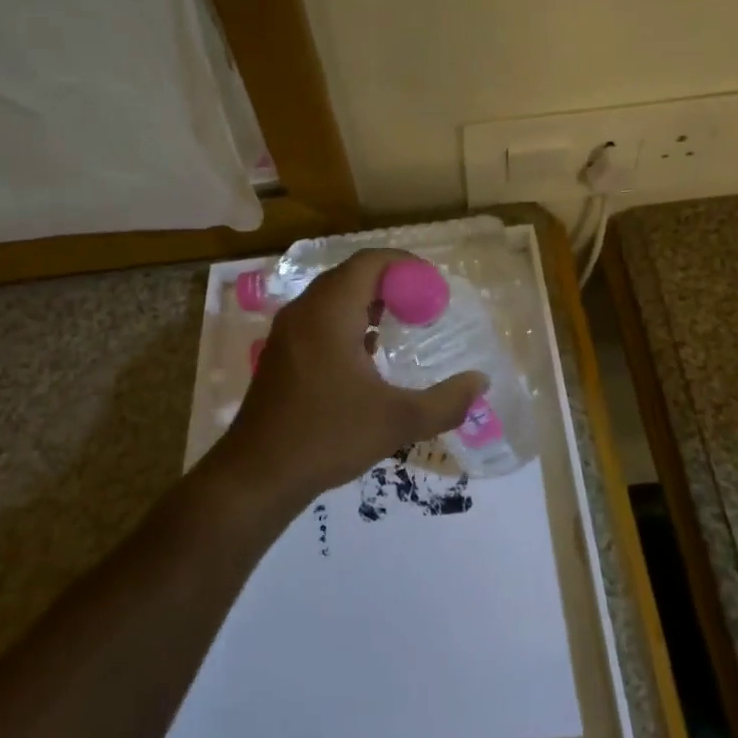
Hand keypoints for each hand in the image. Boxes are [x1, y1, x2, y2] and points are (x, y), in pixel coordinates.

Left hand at [217, 249, 487, 507]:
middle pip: (351, 275)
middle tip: (424, 307)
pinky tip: (367, 354)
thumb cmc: (327, 437)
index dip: (405, 266)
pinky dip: (347, 321)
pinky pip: (319, 318)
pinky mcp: (281, 352)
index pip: (370, 262)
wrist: (257, 474)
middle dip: (391, 283)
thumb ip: (445, 402)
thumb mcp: (397, 422)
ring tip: (401, 325)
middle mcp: (305, 311)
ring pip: (333, 297)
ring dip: (368, 302)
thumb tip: (479, 382)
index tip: (434, 287)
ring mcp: (288, 331)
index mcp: (330, 312)